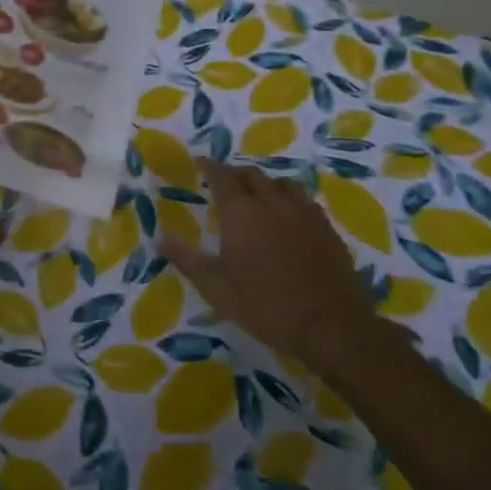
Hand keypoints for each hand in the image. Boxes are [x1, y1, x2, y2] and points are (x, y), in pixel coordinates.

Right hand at [159, 160, 380, 369]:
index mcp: (242, 211)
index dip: (209, 166)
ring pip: (282, 183)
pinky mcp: (327, 229)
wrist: (330, 326)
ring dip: (266, 184)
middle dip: (235, 174)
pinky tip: (289, 217)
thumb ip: (186, 258)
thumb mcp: (215, 286)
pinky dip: (290, 200)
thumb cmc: (264, 304)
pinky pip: (305, 201)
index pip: (222, 176)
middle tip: (225, 183)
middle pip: (252, 175)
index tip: (200, 163)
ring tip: (259, 195)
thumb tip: (160, 237)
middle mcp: (273, 202)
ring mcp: (304, 213)